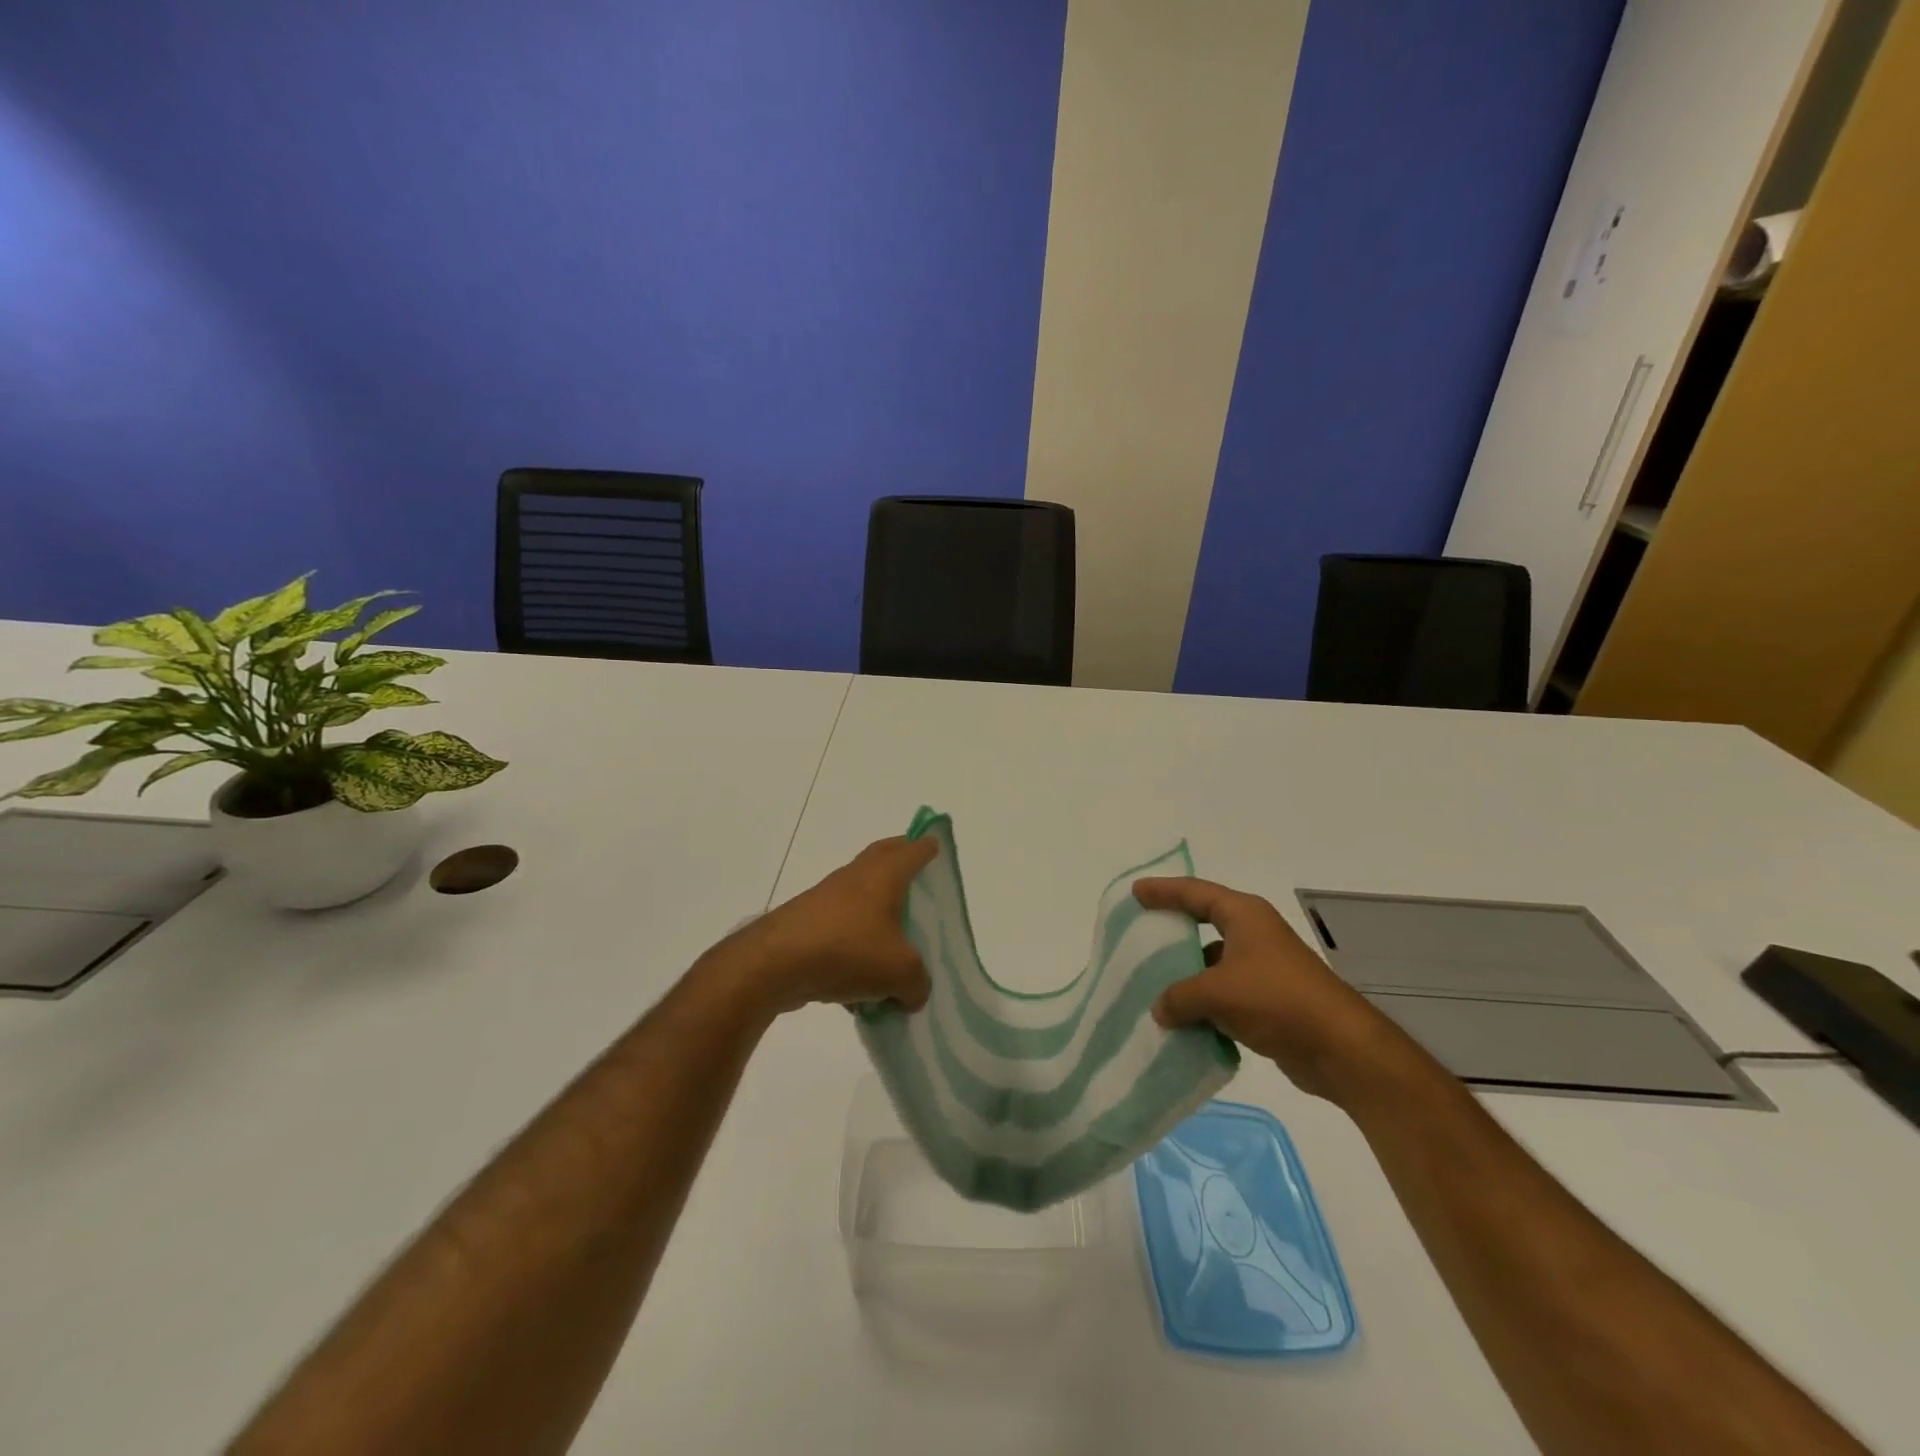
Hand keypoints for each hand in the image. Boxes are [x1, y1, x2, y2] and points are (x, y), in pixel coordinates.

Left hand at [724, 835, 936, 1015]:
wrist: (774, 963)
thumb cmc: (847, 950)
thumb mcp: (900, 972)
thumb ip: (918, 983)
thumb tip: (913, 992)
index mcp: (883, 875)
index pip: (913, 850)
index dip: (927, 846)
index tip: (936, 846)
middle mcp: (855, 878)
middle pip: (883, 859)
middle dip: (900, 863)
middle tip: (918, 877)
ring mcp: (827, 900)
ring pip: (861, 899)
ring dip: (877, 914)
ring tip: (896, 945)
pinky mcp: (807, 925)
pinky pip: (841, 933)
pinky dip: (855, 949)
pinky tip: (861, 991)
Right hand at [1134, 877, 1404, 1102]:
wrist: (1340, 1048)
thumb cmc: (1276, 999)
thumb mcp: (1216, 992)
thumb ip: (1179, 996)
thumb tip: (1160, 1009)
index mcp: (1244, 916)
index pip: (1196, 893)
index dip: (1164, 891)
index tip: (1136, 893)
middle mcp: (1254, 935)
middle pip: (1205, 924)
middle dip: (1174, 931)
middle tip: (1141, 934)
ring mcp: (1264, 969)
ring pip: (1214, 965)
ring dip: (1187, 976)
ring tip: (1151, 984)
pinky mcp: (1270, 1002)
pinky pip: (1225, 996)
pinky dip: (1204, 1005)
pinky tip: (1181, 1020)